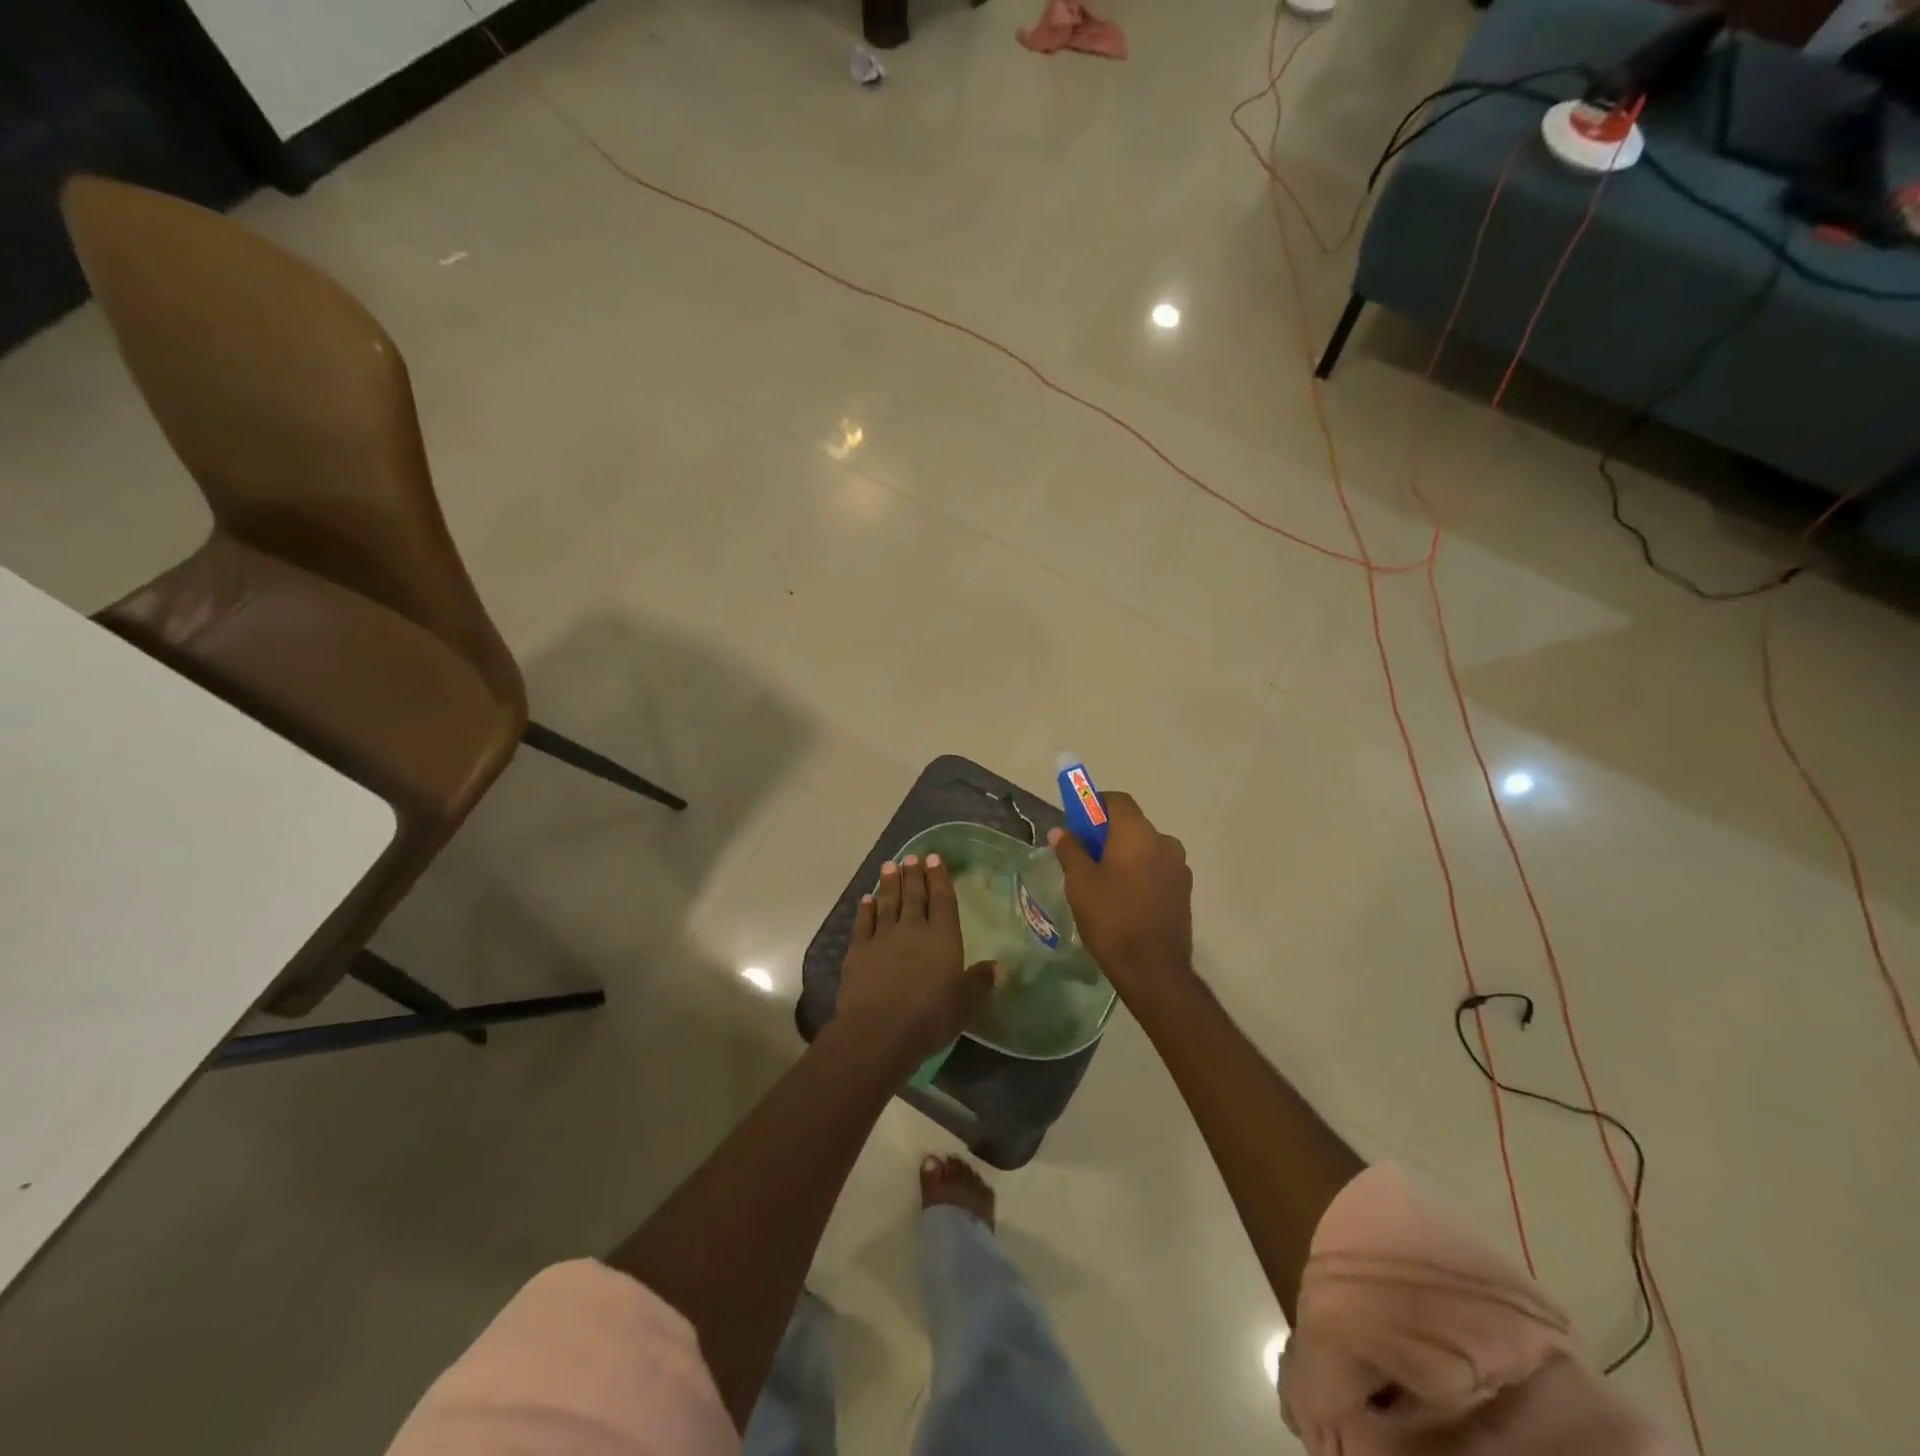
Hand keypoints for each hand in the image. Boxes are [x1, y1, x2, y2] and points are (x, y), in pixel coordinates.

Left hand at [835, 854, 1001, 1067]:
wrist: (879, 1031)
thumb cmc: (929, 1017)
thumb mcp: (965, 1004)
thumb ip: (980, 982)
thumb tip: (1000, 966)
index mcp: (943, 938)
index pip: (942, 900)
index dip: (939, 878)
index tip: (934, 859)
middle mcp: (913, 930)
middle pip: (914, 896)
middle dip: (914, 875)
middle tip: (911, 856)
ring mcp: (883, 938)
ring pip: (888, 903)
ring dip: (889, 884)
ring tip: (890, 865)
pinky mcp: (859, 951)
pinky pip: (863, 923)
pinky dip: (866, 909)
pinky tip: (867, 899)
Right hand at [1049, 792, 1193, 997]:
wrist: (1153, 969)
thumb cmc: (1111, 917)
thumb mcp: (1080, 882)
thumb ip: (1070, 850)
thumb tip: (1061, 831)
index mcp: (1137, 833)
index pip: (1117, 800)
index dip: (1095, 804)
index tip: (1077, 821)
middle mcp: (1164, 842)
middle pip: (1132, 825)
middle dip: (1107, 833)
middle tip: (1084, 855)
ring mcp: (1179, 867)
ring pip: (1145, 848)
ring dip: (1125, 854)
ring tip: (1103, 881)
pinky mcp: (1184, 891)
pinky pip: (1157, 869)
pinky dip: (1140, 873)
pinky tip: (1124, 898)